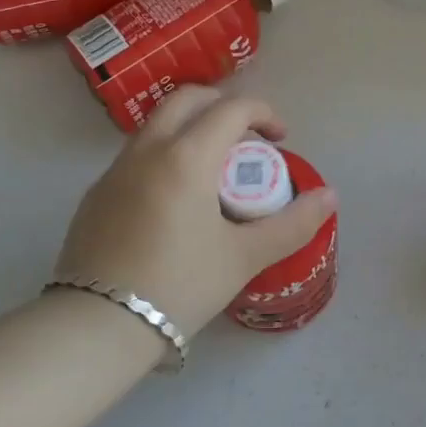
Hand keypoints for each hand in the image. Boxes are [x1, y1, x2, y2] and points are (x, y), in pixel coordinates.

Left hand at [55, 87, 338, 337]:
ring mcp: (114, 171)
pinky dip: (163, 157)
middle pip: (187, 100)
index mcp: (186, 157)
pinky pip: (135, 157)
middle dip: (223, 107)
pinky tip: (173, 204)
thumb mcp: (244, 257)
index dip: (264, 113)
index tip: (280, 139)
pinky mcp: (95, 195)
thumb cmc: (179, 285)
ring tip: (212, 174)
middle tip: (246, 141)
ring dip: (190, 130)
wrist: (98, 325)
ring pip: (156, 126)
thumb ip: (293, 223)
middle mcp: (146, 150)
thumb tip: (330, 196)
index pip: (231, 109)